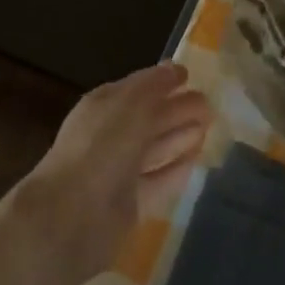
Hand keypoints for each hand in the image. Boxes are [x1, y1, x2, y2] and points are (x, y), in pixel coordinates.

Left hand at [20, 62, 211, 279]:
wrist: (73, 214)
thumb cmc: (102, 146)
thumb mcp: (131, 103)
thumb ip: (155, 85)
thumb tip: (175, 69)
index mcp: (103, 106)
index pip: (137, 88)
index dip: (162, 81)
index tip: (190, 76)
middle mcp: (109, 135)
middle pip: (149, 118)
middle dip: (178, 108)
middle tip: (210, 105)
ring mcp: (118, 170)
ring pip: (155, 148)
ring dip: (181, 136)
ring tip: (209, 127)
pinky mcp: (129, 203)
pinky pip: (159, 180)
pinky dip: (177, 168)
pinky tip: (197, 159)